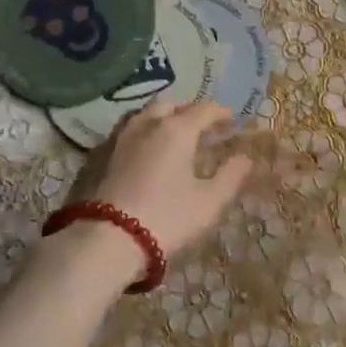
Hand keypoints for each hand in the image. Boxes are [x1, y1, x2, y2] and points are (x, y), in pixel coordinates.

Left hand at [69, 98, 254, 260]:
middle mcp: (147, 124)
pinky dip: (143, 133)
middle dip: (189, 111)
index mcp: (177, 130)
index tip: (232, 120)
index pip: (204, 110)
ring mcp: (120, 137)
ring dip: (163, 118)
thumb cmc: (166, 218)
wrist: (106, 241)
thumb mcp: (209, 203)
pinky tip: (146, 152)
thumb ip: (231, 177)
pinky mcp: (100, 155)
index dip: (221, 113)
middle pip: (171, 105)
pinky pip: (127, 132)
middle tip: (203, 126)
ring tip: (173, 135)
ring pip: (145, 115)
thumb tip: (245, 158)